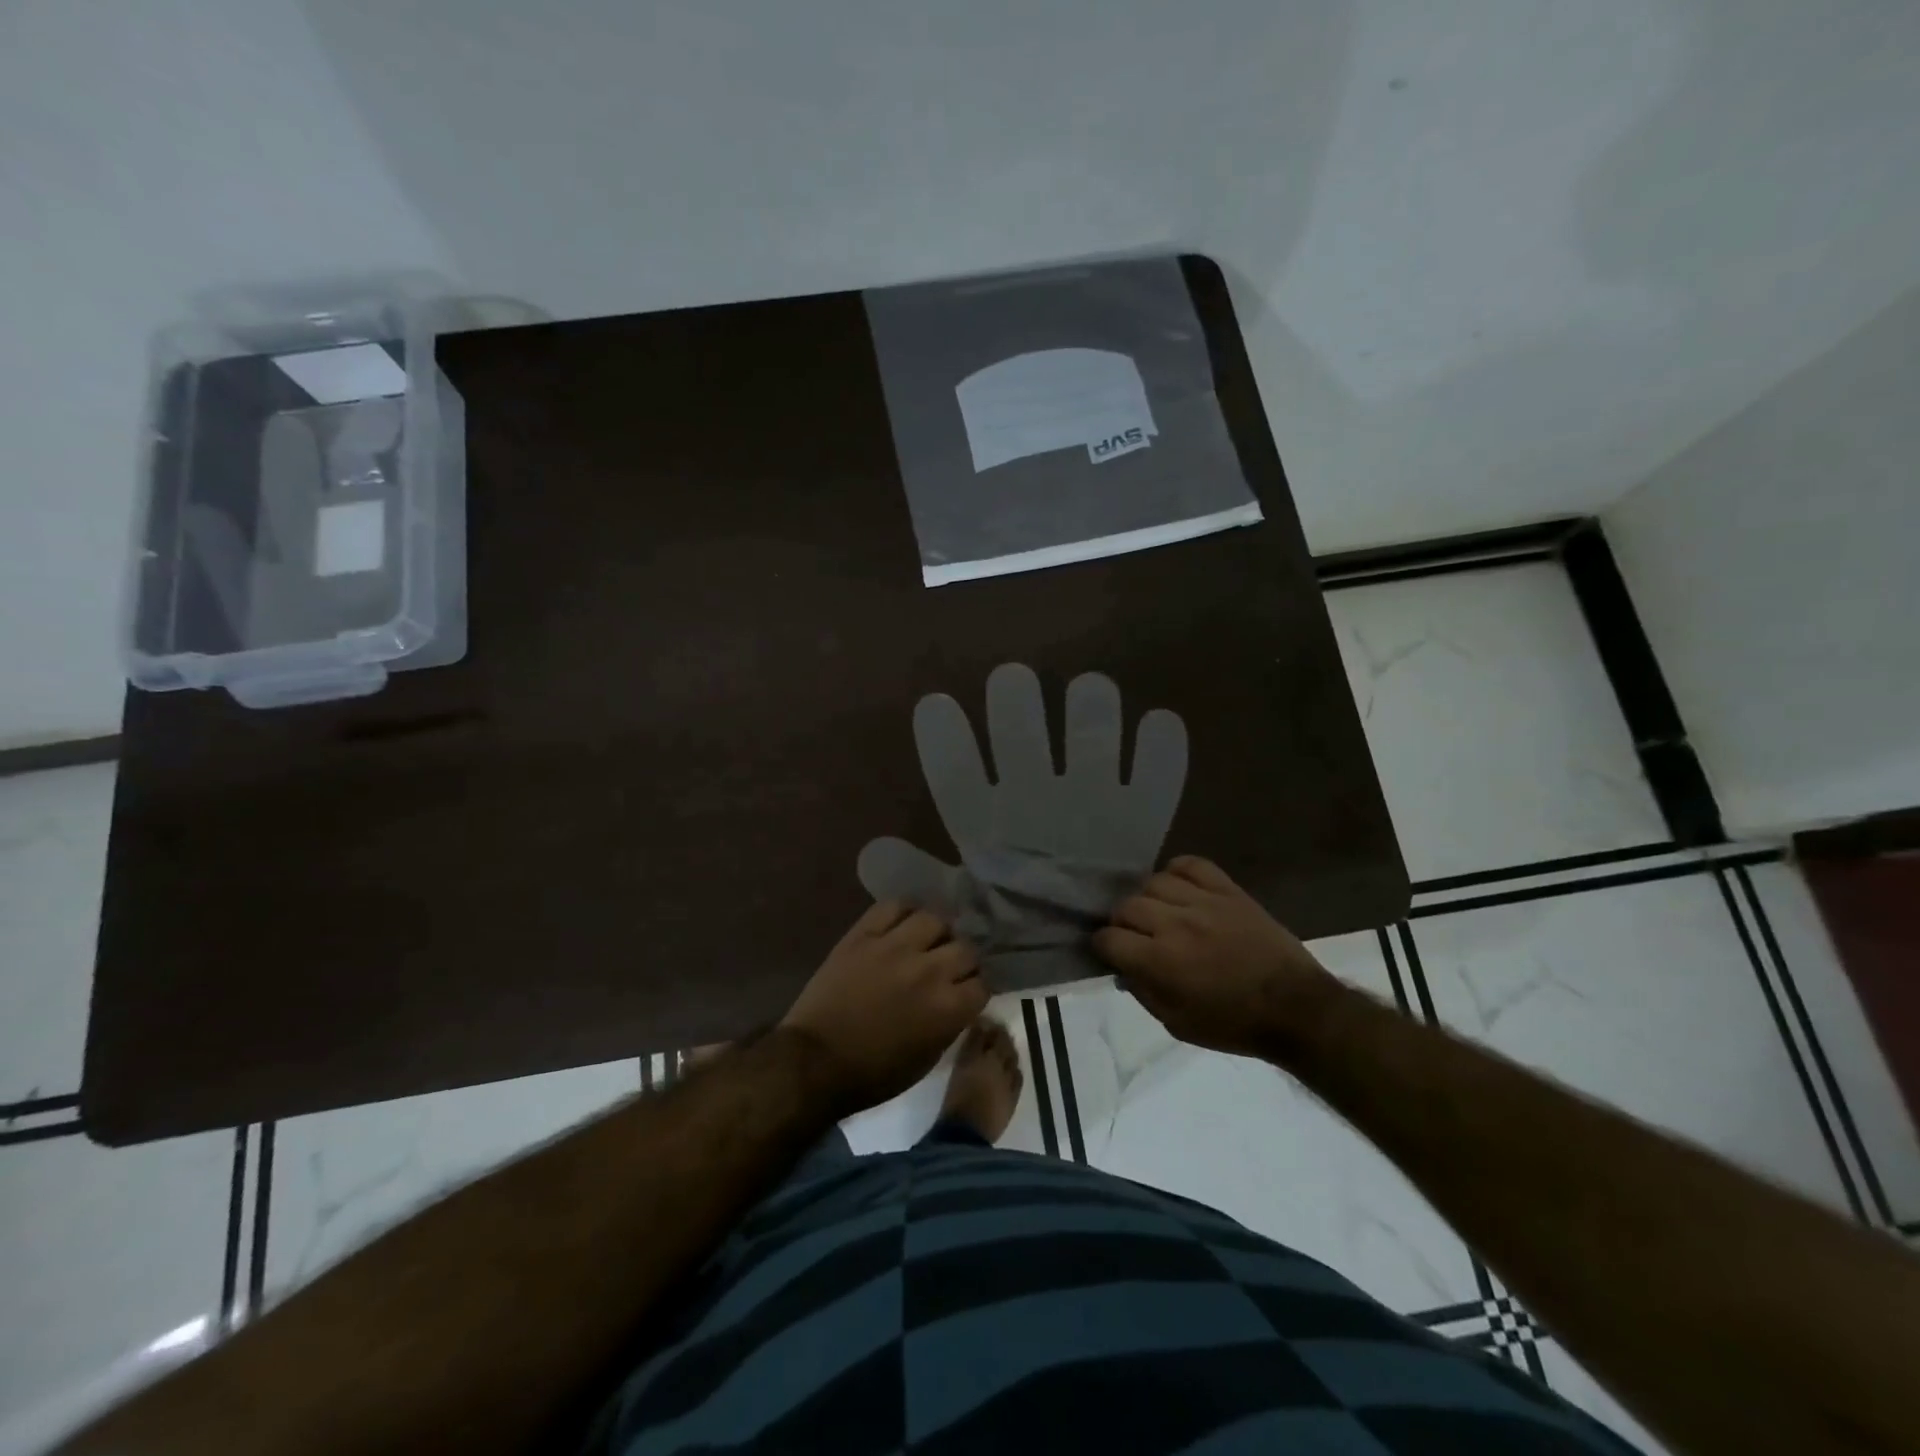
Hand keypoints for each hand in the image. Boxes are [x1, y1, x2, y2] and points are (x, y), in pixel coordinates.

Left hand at [782, 900, 988, 1112]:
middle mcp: (929, 970)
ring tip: (927, 940)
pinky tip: (904, 923)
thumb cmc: (872, 1074)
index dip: (976, 988)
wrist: (814, 1061)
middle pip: (965, 948)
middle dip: (963, 960)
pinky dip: (904, 912)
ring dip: (937, 932)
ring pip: (935, 919)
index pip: (983, 983)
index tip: (967, 992)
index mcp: (947, 1008)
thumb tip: (959, 1002)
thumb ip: (950, 1025)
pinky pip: (894, 906)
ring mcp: (895, 947)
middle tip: (949, 967)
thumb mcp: (926, 1060)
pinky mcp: (864, 934)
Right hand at [1092, 856, 1338, 1057]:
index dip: (1103, 946)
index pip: (1108, 938)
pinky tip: (1178, 887)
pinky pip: (1191, 864)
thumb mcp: (1177, 1024)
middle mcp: (1175, 923)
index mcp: (1160, 961)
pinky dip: (1177, 871)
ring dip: (1148, 899)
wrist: (1296, 1008)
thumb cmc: (1234, 1024)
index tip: (1110, 953)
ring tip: (1158, 912)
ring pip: (1154, 882)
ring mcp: (1203, 901)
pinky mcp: (1228, 890)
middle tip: (1134, 936)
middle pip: (1126, 906)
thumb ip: (1143, 992)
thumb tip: (1123, 968)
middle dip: (1122, 922)